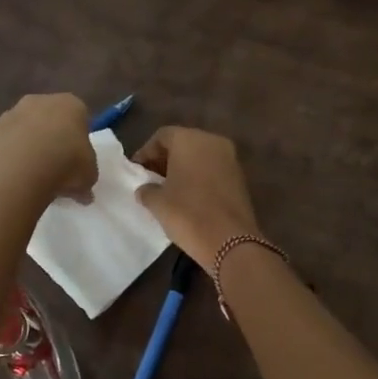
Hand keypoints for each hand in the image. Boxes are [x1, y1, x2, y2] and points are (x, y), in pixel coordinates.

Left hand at [0, 94, 96, 202]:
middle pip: (50, 118)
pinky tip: (15, 175)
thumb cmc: (65, 165)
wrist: (20, 171)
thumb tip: (84, 193)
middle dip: (52, 136)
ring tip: (33, 174)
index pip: (79, 115)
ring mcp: (13, 114)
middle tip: (56, 164)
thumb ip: (87, 176)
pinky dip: (10, 155)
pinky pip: (7, 143)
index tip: (78, 156)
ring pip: (26, 128)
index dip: (78, 137)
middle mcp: (40, 101)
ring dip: (29, 144)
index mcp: (70, 104)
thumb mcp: (89, 175)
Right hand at [132, 127, 261, 264]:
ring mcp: (230, 158)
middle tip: (150, 179)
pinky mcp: (240, 177)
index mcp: (190, 139)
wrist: (231, 242)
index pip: (162, 136)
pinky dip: (199, 177)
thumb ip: (147, 190)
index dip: (146, 152)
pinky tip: (188, 197)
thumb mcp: (157, 203)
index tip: (137, 171)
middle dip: (165, 159)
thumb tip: (145, 189)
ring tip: (167, 190)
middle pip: (183, 143)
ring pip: (200, 156)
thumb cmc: (188, 214)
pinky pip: (213, 169)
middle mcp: (213, 141)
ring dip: (183, 168)